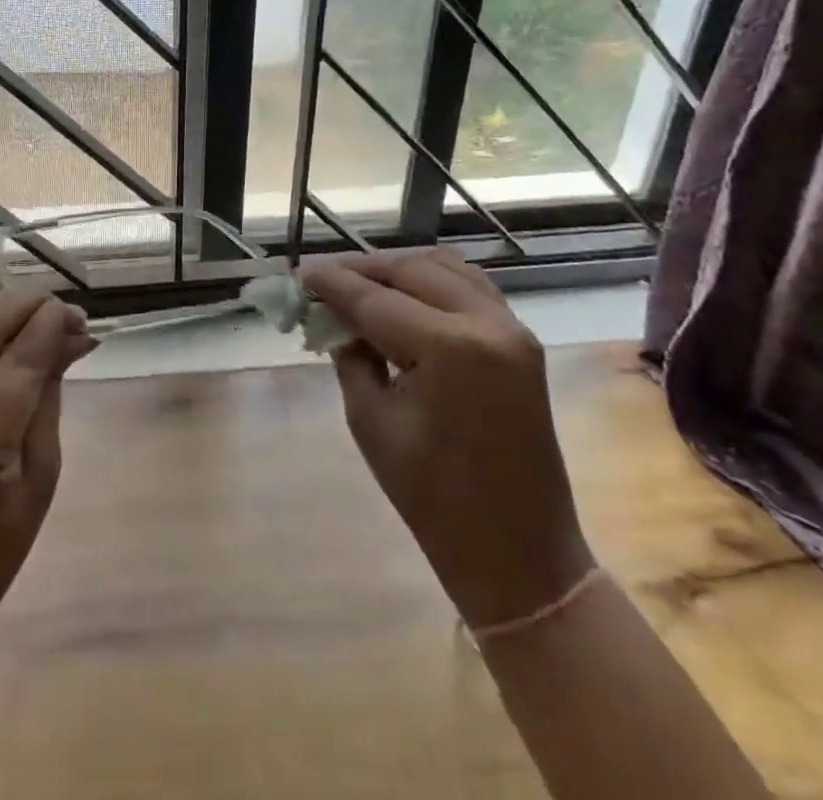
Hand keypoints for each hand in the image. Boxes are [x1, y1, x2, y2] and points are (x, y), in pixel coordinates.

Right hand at [304, 248, 593, 630]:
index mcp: (450, 349)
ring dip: (399, 270)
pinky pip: (471, 287)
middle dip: (363, 270)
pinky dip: (433, 281)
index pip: (376, 299)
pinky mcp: (522, 341)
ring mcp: (513, 329)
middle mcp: (487, 324)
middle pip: (412, 271)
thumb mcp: (372, 423)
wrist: (519, 555)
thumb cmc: (434, 500)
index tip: (300, 272)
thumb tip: (336, 319)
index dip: (333, 284)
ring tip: (361, 284)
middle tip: (324, 280)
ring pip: (445, 268)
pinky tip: (405, 295)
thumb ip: (351, 357)